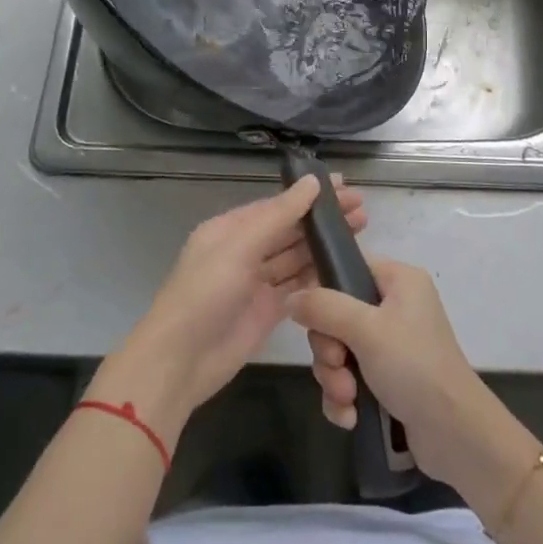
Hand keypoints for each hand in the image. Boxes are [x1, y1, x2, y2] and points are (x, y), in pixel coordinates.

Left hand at [102, 175, 366, 443]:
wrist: (180, 362)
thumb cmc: (205, 294)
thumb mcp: (239, 247)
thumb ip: (279, 215)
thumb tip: (312, 181)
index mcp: (230, 229)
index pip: (277, 205)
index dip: (310, 195)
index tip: (345, 186)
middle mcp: (244, 251)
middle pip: (290, 229)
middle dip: (322, 219)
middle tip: (362, 209)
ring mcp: (256, 282)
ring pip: (296, 257)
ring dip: (324, 245)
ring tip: (361, 231)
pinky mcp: (268, 311)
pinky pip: (297, 286)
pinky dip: (318, 276)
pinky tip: (343, 267)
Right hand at [288, 258, 515, 496]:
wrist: (455, 434)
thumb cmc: (413, 366)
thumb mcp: (365, 330)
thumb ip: (323, 308)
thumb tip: (290, 297)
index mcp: (398, 280)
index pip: (348, 268)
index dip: (325, 294)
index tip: (317, 321)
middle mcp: (396, 306)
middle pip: (337, 315)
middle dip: (329, 350)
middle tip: (338, 367)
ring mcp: (392, 344)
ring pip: (340, 350)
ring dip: (335, 378)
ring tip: (348, 399)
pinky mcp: (389, 379)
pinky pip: (350, 377)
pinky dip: (345, 397)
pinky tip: (350, 417)